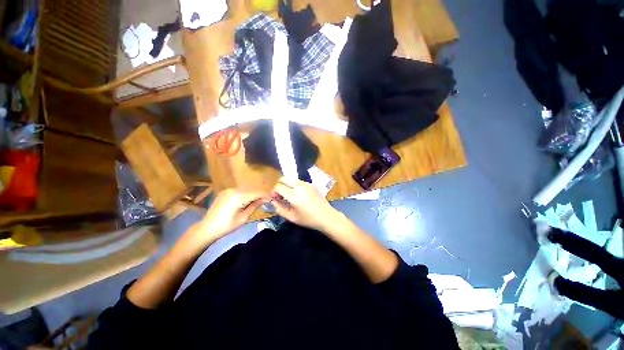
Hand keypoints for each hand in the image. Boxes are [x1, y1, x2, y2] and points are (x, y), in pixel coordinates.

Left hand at [196, 189, 266, 239]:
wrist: (207, 228)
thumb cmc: (227, 226)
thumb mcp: (243, 218)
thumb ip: (255, 206)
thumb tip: (265, 199)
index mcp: (239, 197)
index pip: (257, 193)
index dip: (266, 195)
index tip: (272, 199)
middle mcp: (234, 190)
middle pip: (252, 190)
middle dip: (259, 195)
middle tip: (266, 202)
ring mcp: (228, 190)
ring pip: (246, 190)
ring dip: (252, 195)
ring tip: (257, 202)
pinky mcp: (225, 192)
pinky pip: (239, 191)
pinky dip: (245, 195)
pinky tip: (246, 202)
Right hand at [271, 177, 342, 231]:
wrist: (326, 216)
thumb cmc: (308, 219)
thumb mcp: (292, 217)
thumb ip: (280, 209)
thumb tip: (274, 201)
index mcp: (293, 195)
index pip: (278, 187)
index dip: (273, 192)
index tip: (274, 198)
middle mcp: (299, 186)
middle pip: (284, 178)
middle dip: (279, 185)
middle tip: (280, 195)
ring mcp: (306, 184)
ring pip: (292, 179)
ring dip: (287, 185)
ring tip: (289, 195)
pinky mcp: (311, 184)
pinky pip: (299, 181)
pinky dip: (295, 185)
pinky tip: (298, 195)